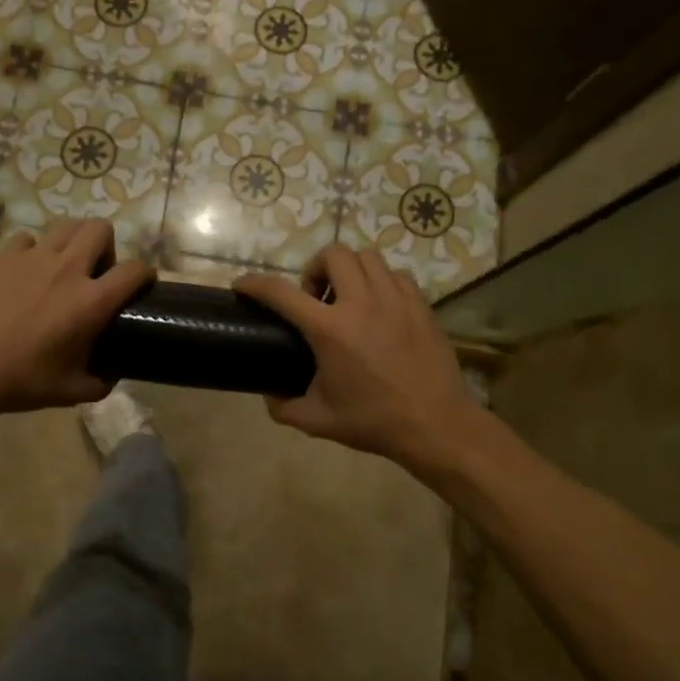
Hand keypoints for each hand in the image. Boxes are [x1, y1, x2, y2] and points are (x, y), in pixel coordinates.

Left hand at [0, 220, 151, 418]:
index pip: (134, 271)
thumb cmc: (24, 381)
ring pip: (65, 226)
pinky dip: (33, 252)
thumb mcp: (73, 391)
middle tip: (95, 271)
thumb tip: (112, 373)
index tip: (141, 284)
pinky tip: (25, 273)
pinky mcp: (3, 256)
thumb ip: (102, 381)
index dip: (145, 274)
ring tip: (63, 265)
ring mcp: (32, 257)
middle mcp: (67, 269)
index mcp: (91, 301)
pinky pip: (27, 240)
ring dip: (72, 242)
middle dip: (106, 245)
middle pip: (100, 228)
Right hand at [234, 246, 484, 474]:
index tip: (242, 284)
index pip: (281, 293)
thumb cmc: (374, 422)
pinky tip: (378, 307)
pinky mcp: (420, 304)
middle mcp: (361, 304)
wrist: (436, 425)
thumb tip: (269, 394)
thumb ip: (284, 406)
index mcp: (330, 330)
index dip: (255, 284)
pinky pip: (394, 274)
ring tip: (347, 298)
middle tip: (315, 298)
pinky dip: (379, 281)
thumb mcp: (318, 421)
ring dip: (349, 270)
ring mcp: (395, 299)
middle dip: (315, 269)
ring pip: (367, 257)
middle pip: (332, 255)